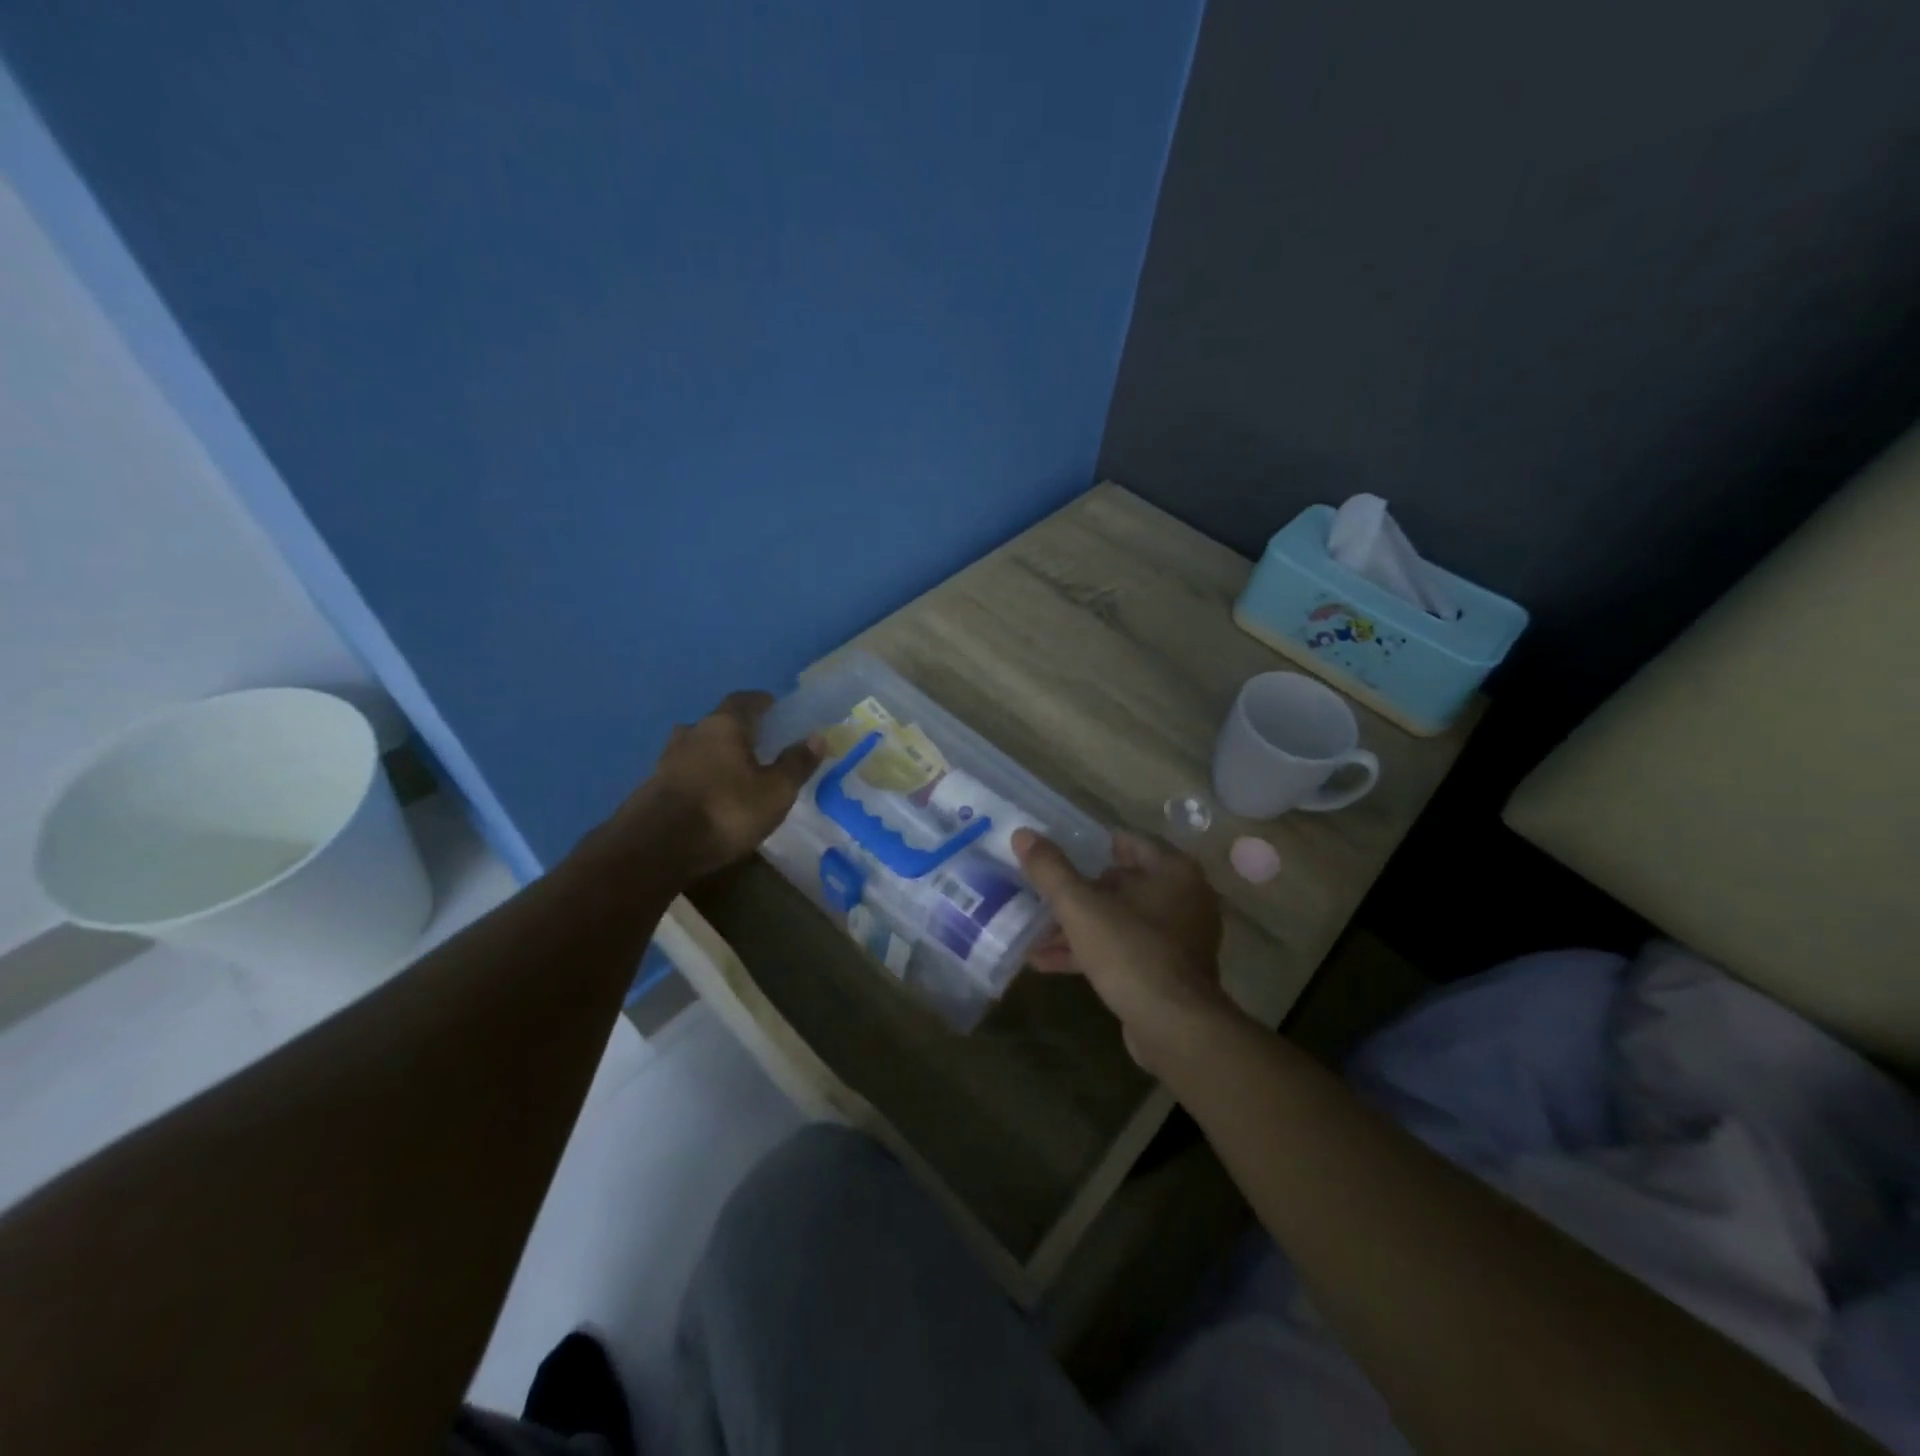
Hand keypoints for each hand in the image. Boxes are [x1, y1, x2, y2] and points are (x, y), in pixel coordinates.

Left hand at [611, 691, 821, 879]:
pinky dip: (701, 778)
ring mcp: (668, 759)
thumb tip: (817, 736)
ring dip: (717, 755)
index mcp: (725, 725)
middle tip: (761, 748)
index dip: (763, 703)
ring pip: (699, 747)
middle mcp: (693, 732)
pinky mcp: (653, 786)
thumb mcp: (775, 792)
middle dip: (740, 732)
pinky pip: (685, 772)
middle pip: (720, 722)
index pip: (746, 700)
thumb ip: (796, 763)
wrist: (655, 848)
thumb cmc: (726, 811)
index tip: (778, 712)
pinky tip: (712, 798)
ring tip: (736, 775)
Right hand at [1013, 828, 1236, 1072]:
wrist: (1175, 1028)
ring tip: (1033, 933)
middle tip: (1039, 894)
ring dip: (1078, 927)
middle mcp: (1183, 898)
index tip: (1056, 852)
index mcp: (1172, 871)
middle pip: (1120, 884)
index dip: (1089, 846)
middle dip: (1077, 893)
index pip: (1127, 843)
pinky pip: (1123, 950)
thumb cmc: (1131, 952)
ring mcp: (1178, 938)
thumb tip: (1022, 834)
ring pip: (1119, 921)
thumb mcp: (1081, 907)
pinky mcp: (1168, 972)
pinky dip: (1090, 952)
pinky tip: (1046, 962)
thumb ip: (1051, 870)